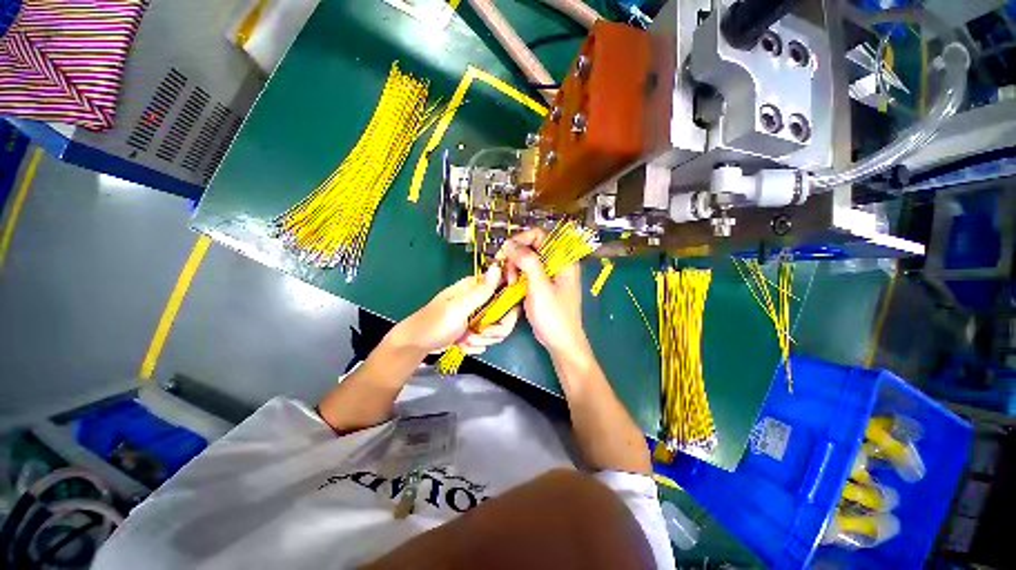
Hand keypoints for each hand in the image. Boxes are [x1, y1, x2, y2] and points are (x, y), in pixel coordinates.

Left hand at [391, 265, 519, 354]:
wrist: (416, 345)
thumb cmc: (434, 324)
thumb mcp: (458, 308)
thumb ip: (480, 292)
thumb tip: (497, 267)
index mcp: (476, 288)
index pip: (506, 288)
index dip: (508, 302)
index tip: (498, 317)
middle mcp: (481, 299)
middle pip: (505, 314)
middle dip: (493, 330)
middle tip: (475, 334)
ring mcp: (479, 316)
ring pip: (498, 330)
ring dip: (481, 340)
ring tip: (464, 340)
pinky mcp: (476, 329)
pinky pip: (488, 339)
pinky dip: (475, 345)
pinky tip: (462, 344)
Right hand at [502, 229, 590, 361]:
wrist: (560, 342)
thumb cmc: (554, 315)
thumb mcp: (540, 287)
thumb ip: (527, 262)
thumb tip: (510, 243)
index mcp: (563, 259)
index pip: (540, 235)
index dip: (521, 240)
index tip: (507, 253)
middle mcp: (557, 262)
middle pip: (531, 246)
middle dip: (516, 256)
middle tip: (509, 273)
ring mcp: (549, 274)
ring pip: (526, 259)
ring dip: (515, 267)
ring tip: (511, 283)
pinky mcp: (542, 284)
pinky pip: (527, 272)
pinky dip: (517, 275)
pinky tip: (512, 285)